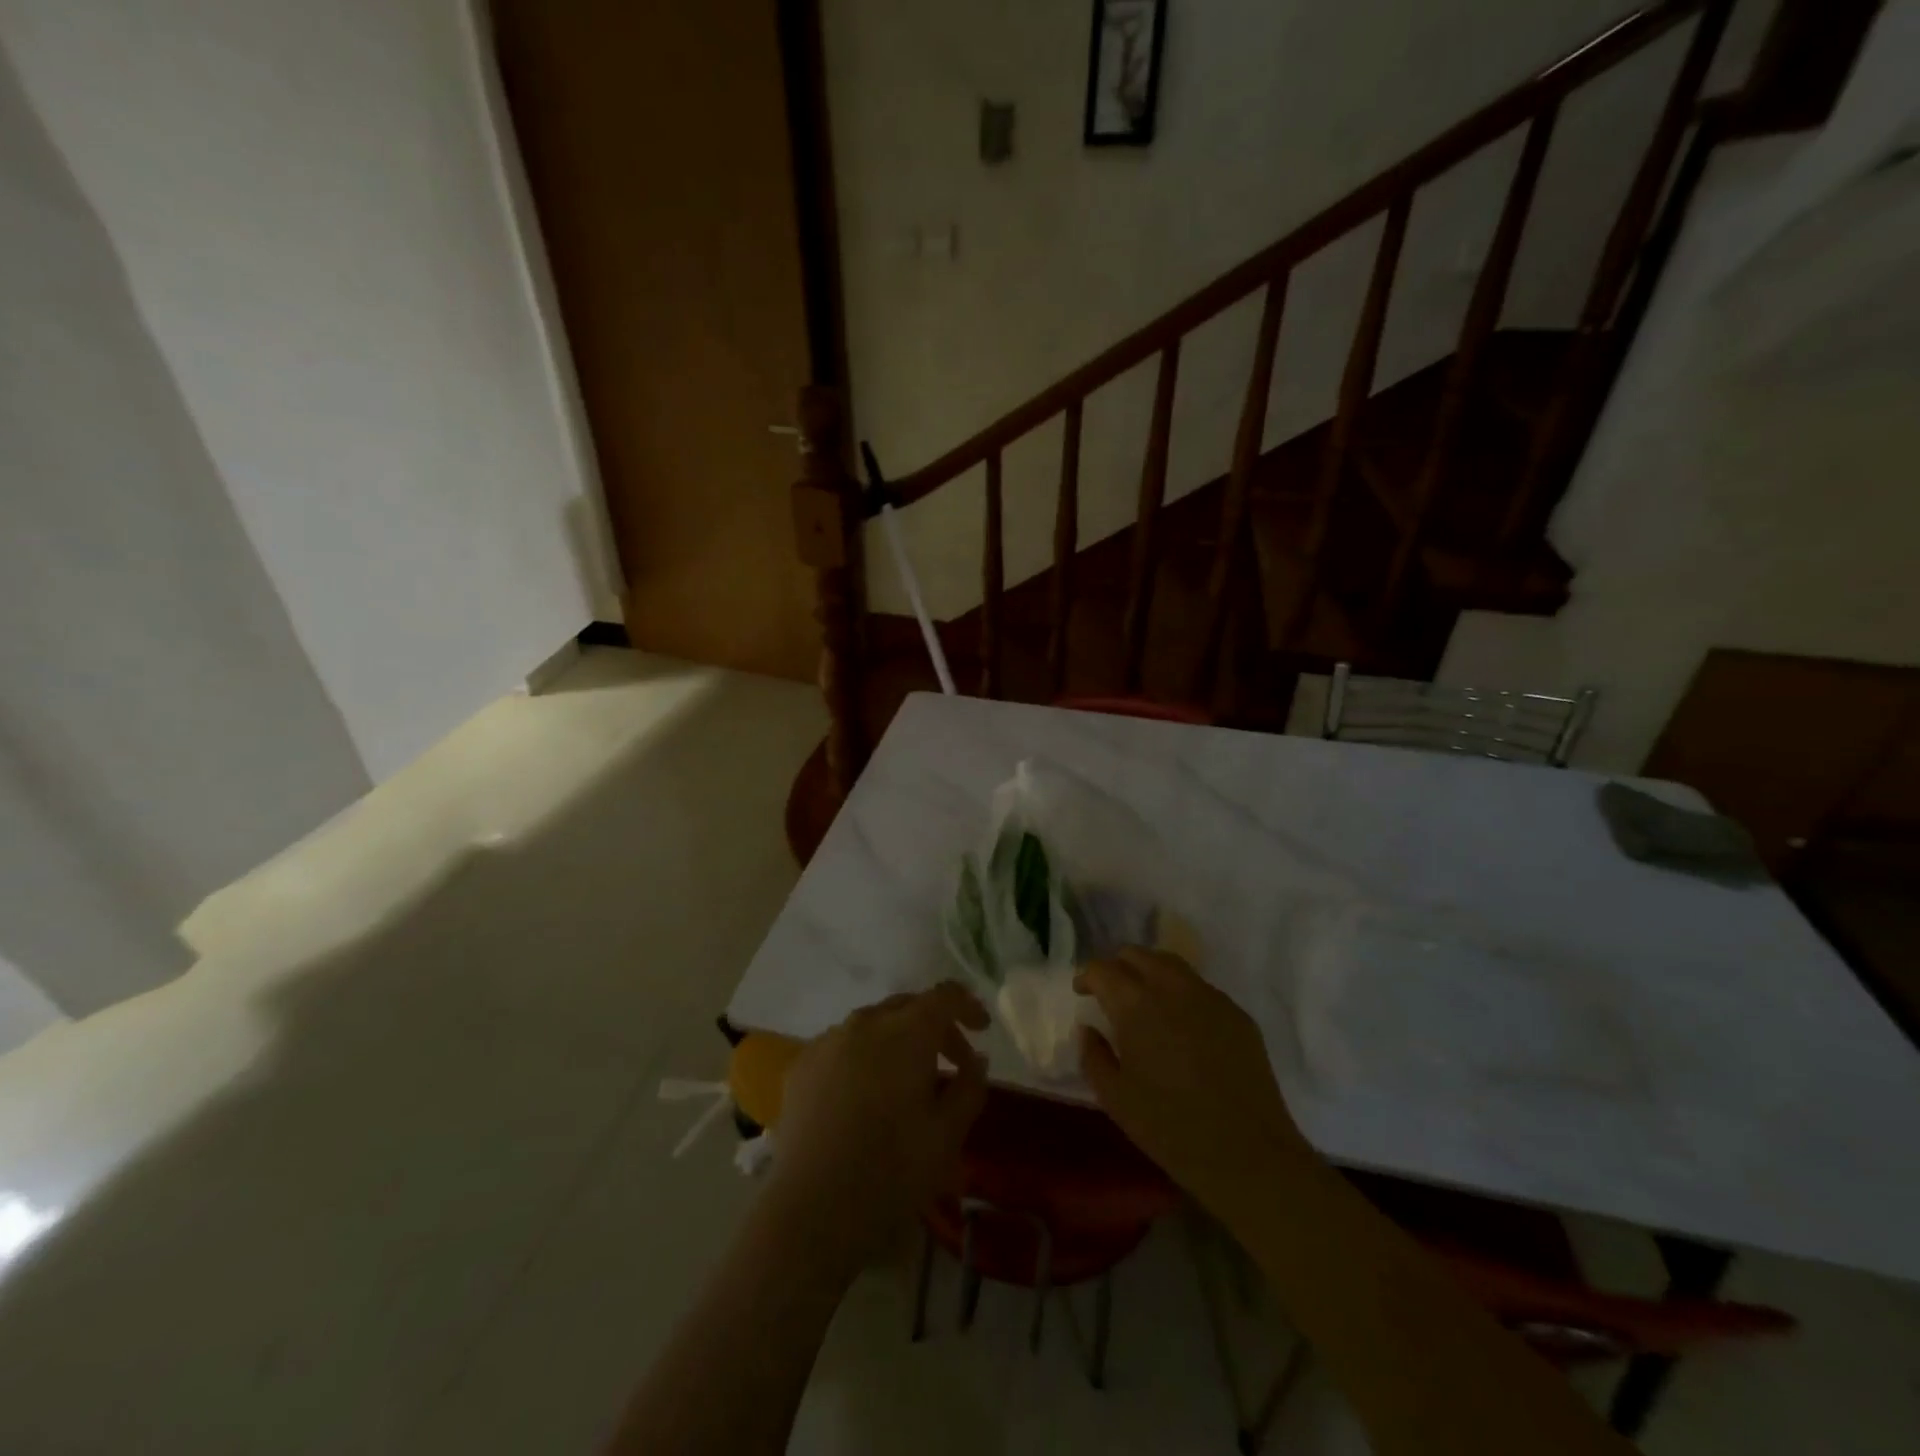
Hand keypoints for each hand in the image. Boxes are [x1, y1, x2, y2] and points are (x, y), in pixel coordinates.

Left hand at [764, 983, 989, 1270]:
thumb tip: (976, 1060)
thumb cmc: (891, 1171)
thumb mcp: (947, 1135)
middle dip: (936, 1026)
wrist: (811, 1210)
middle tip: (955, 1062)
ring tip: (909, 1080)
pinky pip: (843, 1045)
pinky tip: (866, 1093)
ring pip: (873, 1023)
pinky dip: (864, 1056)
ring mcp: (828, 1041)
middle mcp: (865, 1023)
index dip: (968, 1005)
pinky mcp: (801, 1065)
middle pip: (908, 1006)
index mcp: (906, 1032)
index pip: (944, 996)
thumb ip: (969, 1087)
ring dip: (899, 1040)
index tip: (983, 1029)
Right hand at [1076, 947, 1312, 1209]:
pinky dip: (1181, 993)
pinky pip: (1200, 988)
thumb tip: (1088, 1029)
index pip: (1102, 969)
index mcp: (1135, 1004)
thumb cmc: (1171, 1128)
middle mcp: (1171, 987)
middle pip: (1137, 955)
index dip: (1087, 977)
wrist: (1249, 1154)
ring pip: (1171, 964)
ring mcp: (1209, 996)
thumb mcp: (1115, 1098)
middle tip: (1111, 994)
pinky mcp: (1236, 1013)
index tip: (1082, 993)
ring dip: (1150, 973)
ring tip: (1145, 1002)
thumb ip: (1093, 1055)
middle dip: (1118, 967)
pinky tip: (1182, 1025)